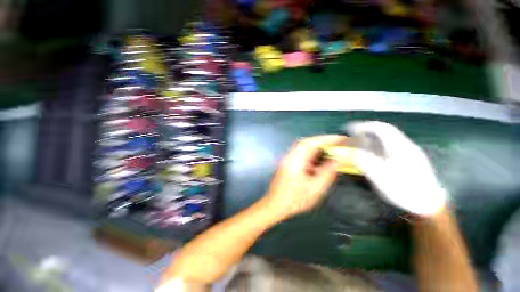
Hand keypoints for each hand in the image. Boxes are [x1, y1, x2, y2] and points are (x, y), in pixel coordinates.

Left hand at [264, 135, 346, 219]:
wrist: (275, 205)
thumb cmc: (295, 199)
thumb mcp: (315, 188)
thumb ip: (328, 172)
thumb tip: (339, 159)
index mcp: (296, 159)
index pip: (312, 143)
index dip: (327, 139)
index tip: (342, 138)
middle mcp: (290, 155)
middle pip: (307, 143)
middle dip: (323, 141)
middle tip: (338, 144)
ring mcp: (288, 159)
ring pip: (304, 147)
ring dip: (317, 147)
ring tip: (331, 150)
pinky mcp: (288, 163)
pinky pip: (301, 154)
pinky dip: (312, 153)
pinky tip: (319, 159)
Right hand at [346, 121, 446, 215]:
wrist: (428, 205)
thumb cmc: (402, 189)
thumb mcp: (378, 175)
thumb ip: (361, 160)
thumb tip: (344, 152)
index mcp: (398, 146)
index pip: (379, 128)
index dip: (363, 126)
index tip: (350, 129)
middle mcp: (405, 145)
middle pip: (384, 132)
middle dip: (367, 132)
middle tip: (353, 137)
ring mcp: (410, 152)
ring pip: (388, 139)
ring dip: (372, 139)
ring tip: (360, 145)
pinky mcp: (411, 160)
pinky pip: (391, 147)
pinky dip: (379, 146)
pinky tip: (374, 155)